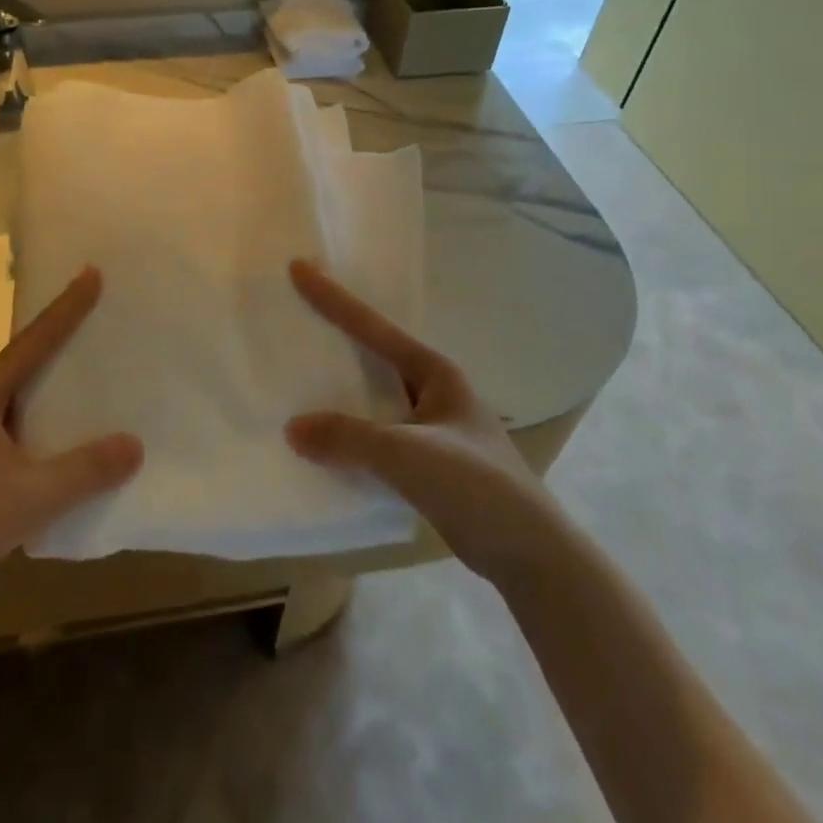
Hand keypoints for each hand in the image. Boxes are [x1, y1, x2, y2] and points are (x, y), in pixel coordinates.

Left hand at [0, 268, 140, 617]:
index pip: (32, 343)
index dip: (65, 309)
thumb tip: (135, 444)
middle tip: (94, 310)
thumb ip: (87, 469)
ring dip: (49, 376)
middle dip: (57, 334)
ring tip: (87, 365)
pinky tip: (64, 430)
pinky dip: (42, 413)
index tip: (90, 273)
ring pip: (17, 392)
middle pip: (22, 359)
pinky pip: (15, 420)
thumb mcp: (34, 496)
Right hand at [284, 261, 545, 581]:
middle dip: (335, 334)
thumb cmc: (477, 486)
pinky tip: (321, 438)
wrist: (530, 554)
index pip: (373, 326)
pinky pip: (373, 432)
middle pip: (373, 353)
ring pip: (372, 394)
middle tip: (292, 316)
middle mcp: (431, 390)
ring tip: (296, 374)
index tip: (299, 267)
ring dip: (338, 387)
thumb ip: (349, 438)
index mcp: (434, 371)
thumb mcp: (409, 455)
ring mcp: (429, 426)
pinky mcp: (424, 461)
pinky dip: (347, 430)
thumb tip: (291, 428)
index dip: (333, 298)